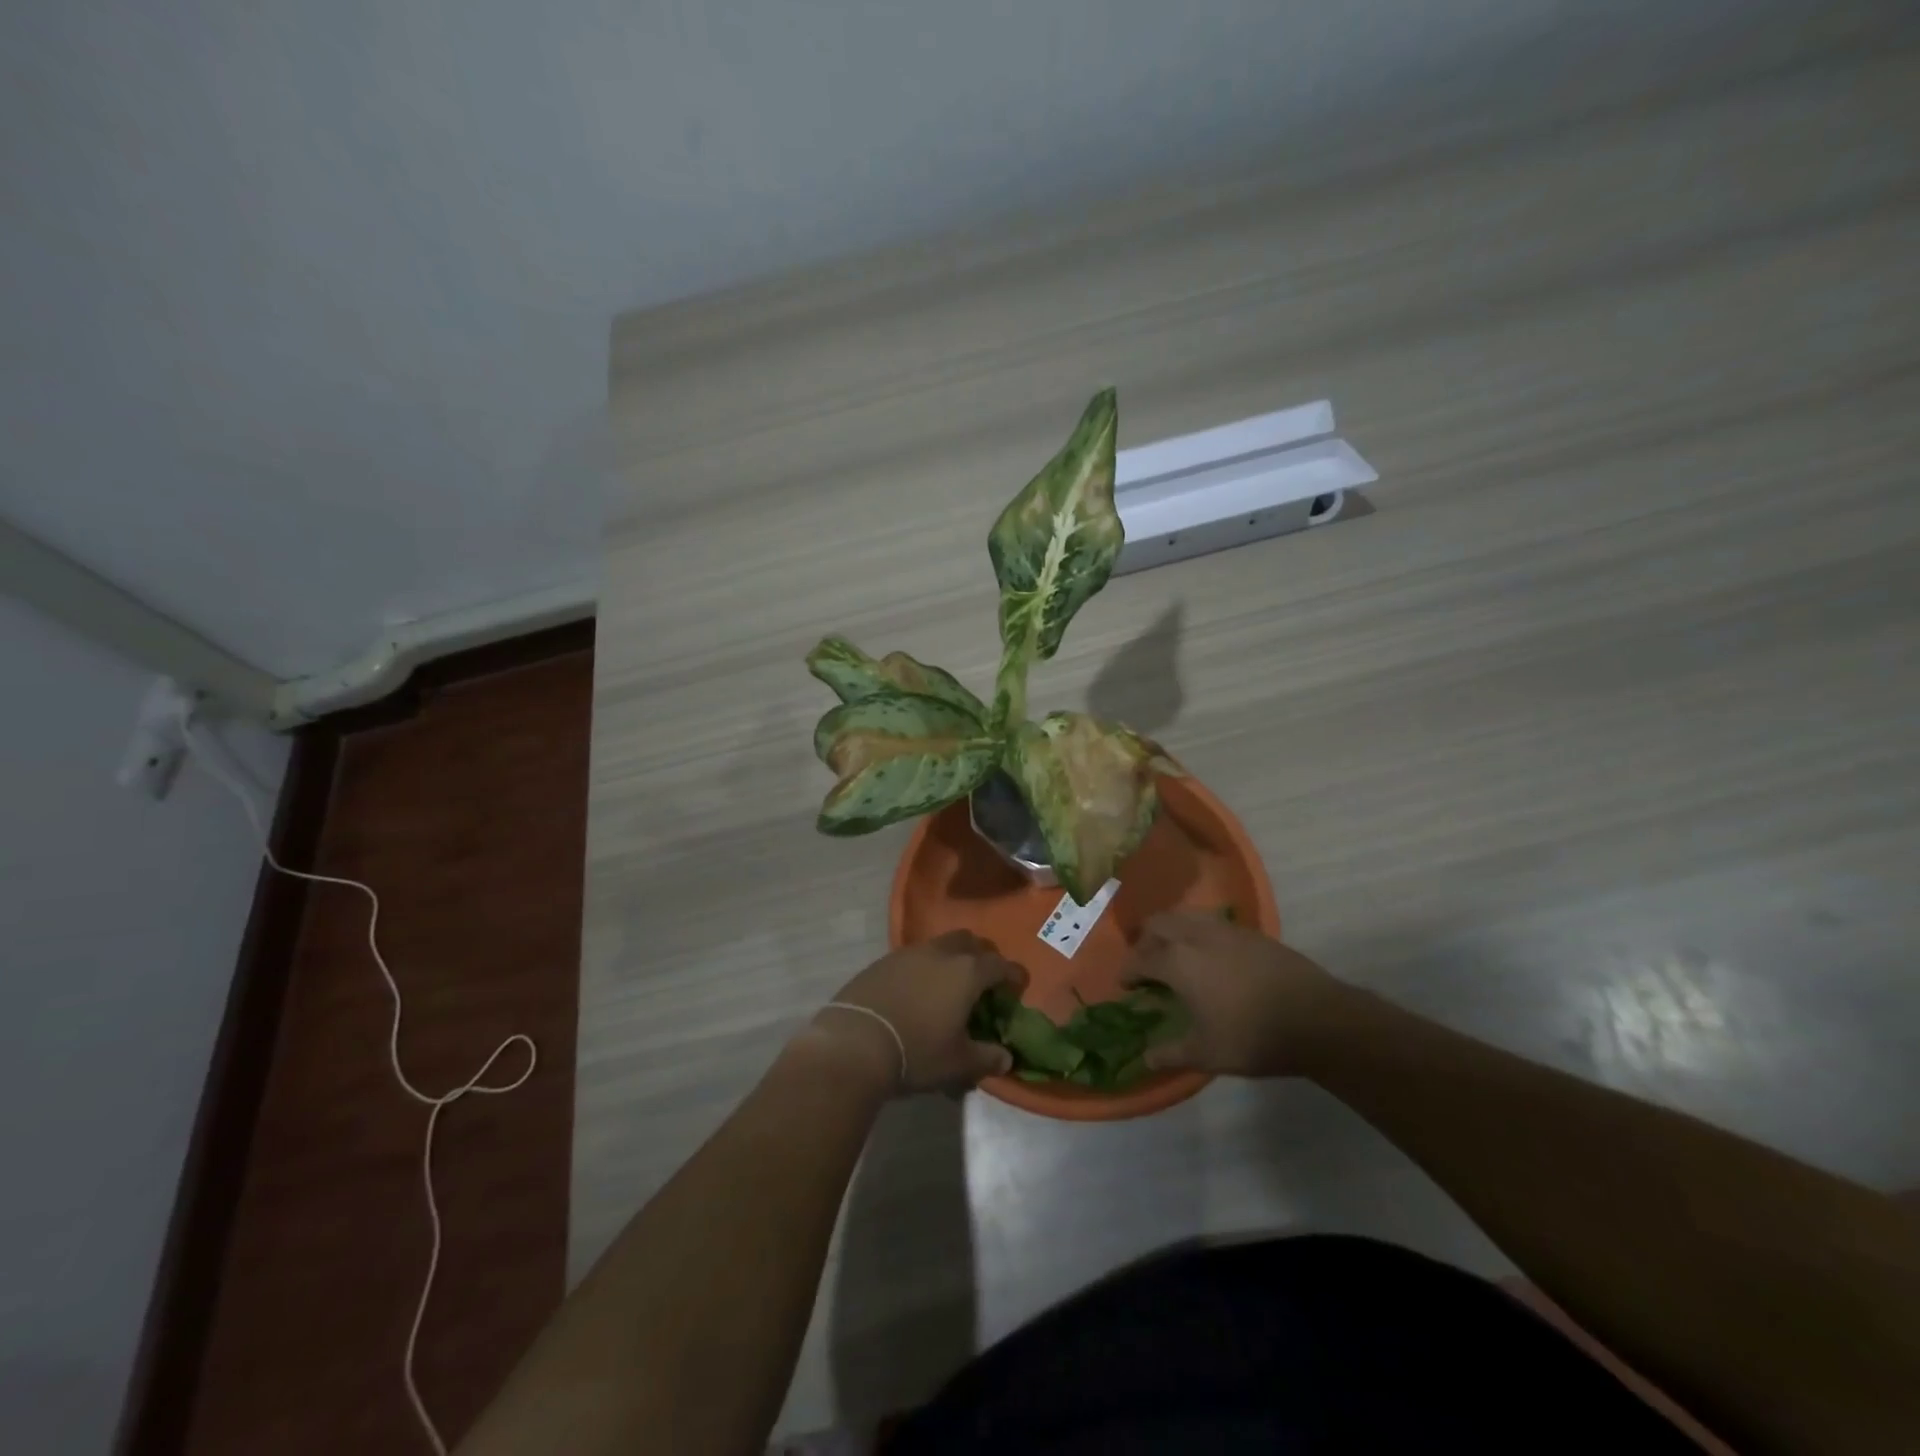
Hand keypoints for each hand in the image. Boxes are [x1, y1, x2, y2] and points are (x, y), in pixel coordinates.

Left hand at [811, 931, 1026, 1096]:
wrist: (855, 1043)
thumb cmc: (917, 1051)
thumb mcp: (958, 1063)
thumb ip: (986, 1058)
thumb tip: (1005, 1058)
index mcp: (967, 972)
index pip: (1000, 964)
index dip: (1013, 975)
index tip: (1017, 987)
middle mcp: (940, 953)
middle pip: (969, 942)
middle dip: (981, 956)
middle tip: (983, 982)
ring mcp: (908, 953)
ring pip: (939, 946)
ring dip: (950, 960)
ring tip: (947, 987)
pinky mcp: (882, 962)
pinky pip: (913, 957)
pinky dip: (923, 968)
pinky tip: (916, 993)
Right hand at [1122, 912, 1348, 1076]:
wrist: (1316, 1019)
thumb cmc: (1253, 1037)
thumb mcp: (1207, 1054)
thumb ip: (1171, 1053)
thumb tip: (1146, 1058)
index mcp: (1177, 962)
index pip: (1139, 958)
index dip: (1127, 971)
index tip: (1125, 985)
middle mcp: (1195, 936)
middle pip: (1158, 924)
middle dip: (1145, 941)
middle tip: (1147, 964)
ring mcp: (1225, 930)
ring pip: (1185, 916)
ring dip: (1171, 930)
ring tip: (1175, 954)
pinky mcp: (1250, 932)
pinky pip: (1211, 922)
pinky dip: (1198, 933)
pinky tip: (1210, 956)